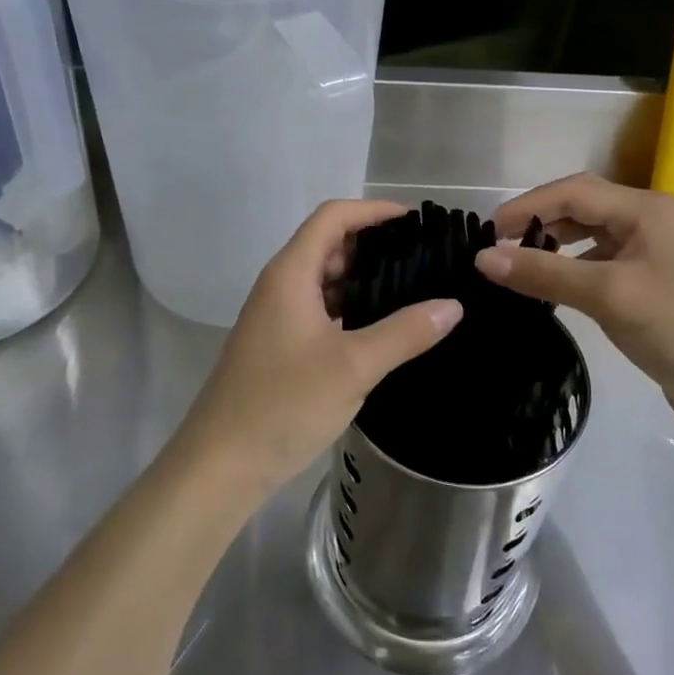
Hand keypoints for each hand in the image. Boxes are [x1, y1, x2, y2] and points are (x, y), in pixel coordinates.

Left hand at [176, 200, 462, 501]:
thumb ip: (405, 332)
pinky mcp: (280, 344)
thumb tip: (452, 305)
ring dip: (364, 277)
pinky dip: (351, 307)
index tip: (416, 220)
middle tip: (423, 256)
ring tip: (413, 287)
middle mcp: (281, 285)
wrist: (221, 464)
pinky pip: (321, 309)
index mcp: (291, 274)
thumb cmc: (283, 404)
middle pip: (329, 244)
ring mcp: (277, 316)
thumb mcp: (353, 366)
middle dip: (374, 243)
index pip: (333, 217)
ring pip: (325, 279)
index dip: (373, 210)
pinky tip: (382, 327)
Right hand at [475, 174, 673, 432]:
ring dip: (554, 245)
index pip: (574, 191)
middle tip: (498, 247)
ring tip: (518, 264)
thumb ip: (544, 272)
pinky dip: (572, 268)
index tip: (487, 231)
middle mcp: (650, 220)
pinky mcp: (651, 283)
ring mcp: (653, 252)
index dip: (528, 205)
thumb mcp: (607, 295)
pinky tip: (553, 288)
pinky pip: (601, 262)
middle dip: (539, 221)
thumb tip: (482, 258)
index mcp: (646, 209)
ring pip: (590, 235)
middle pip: (582, 207)